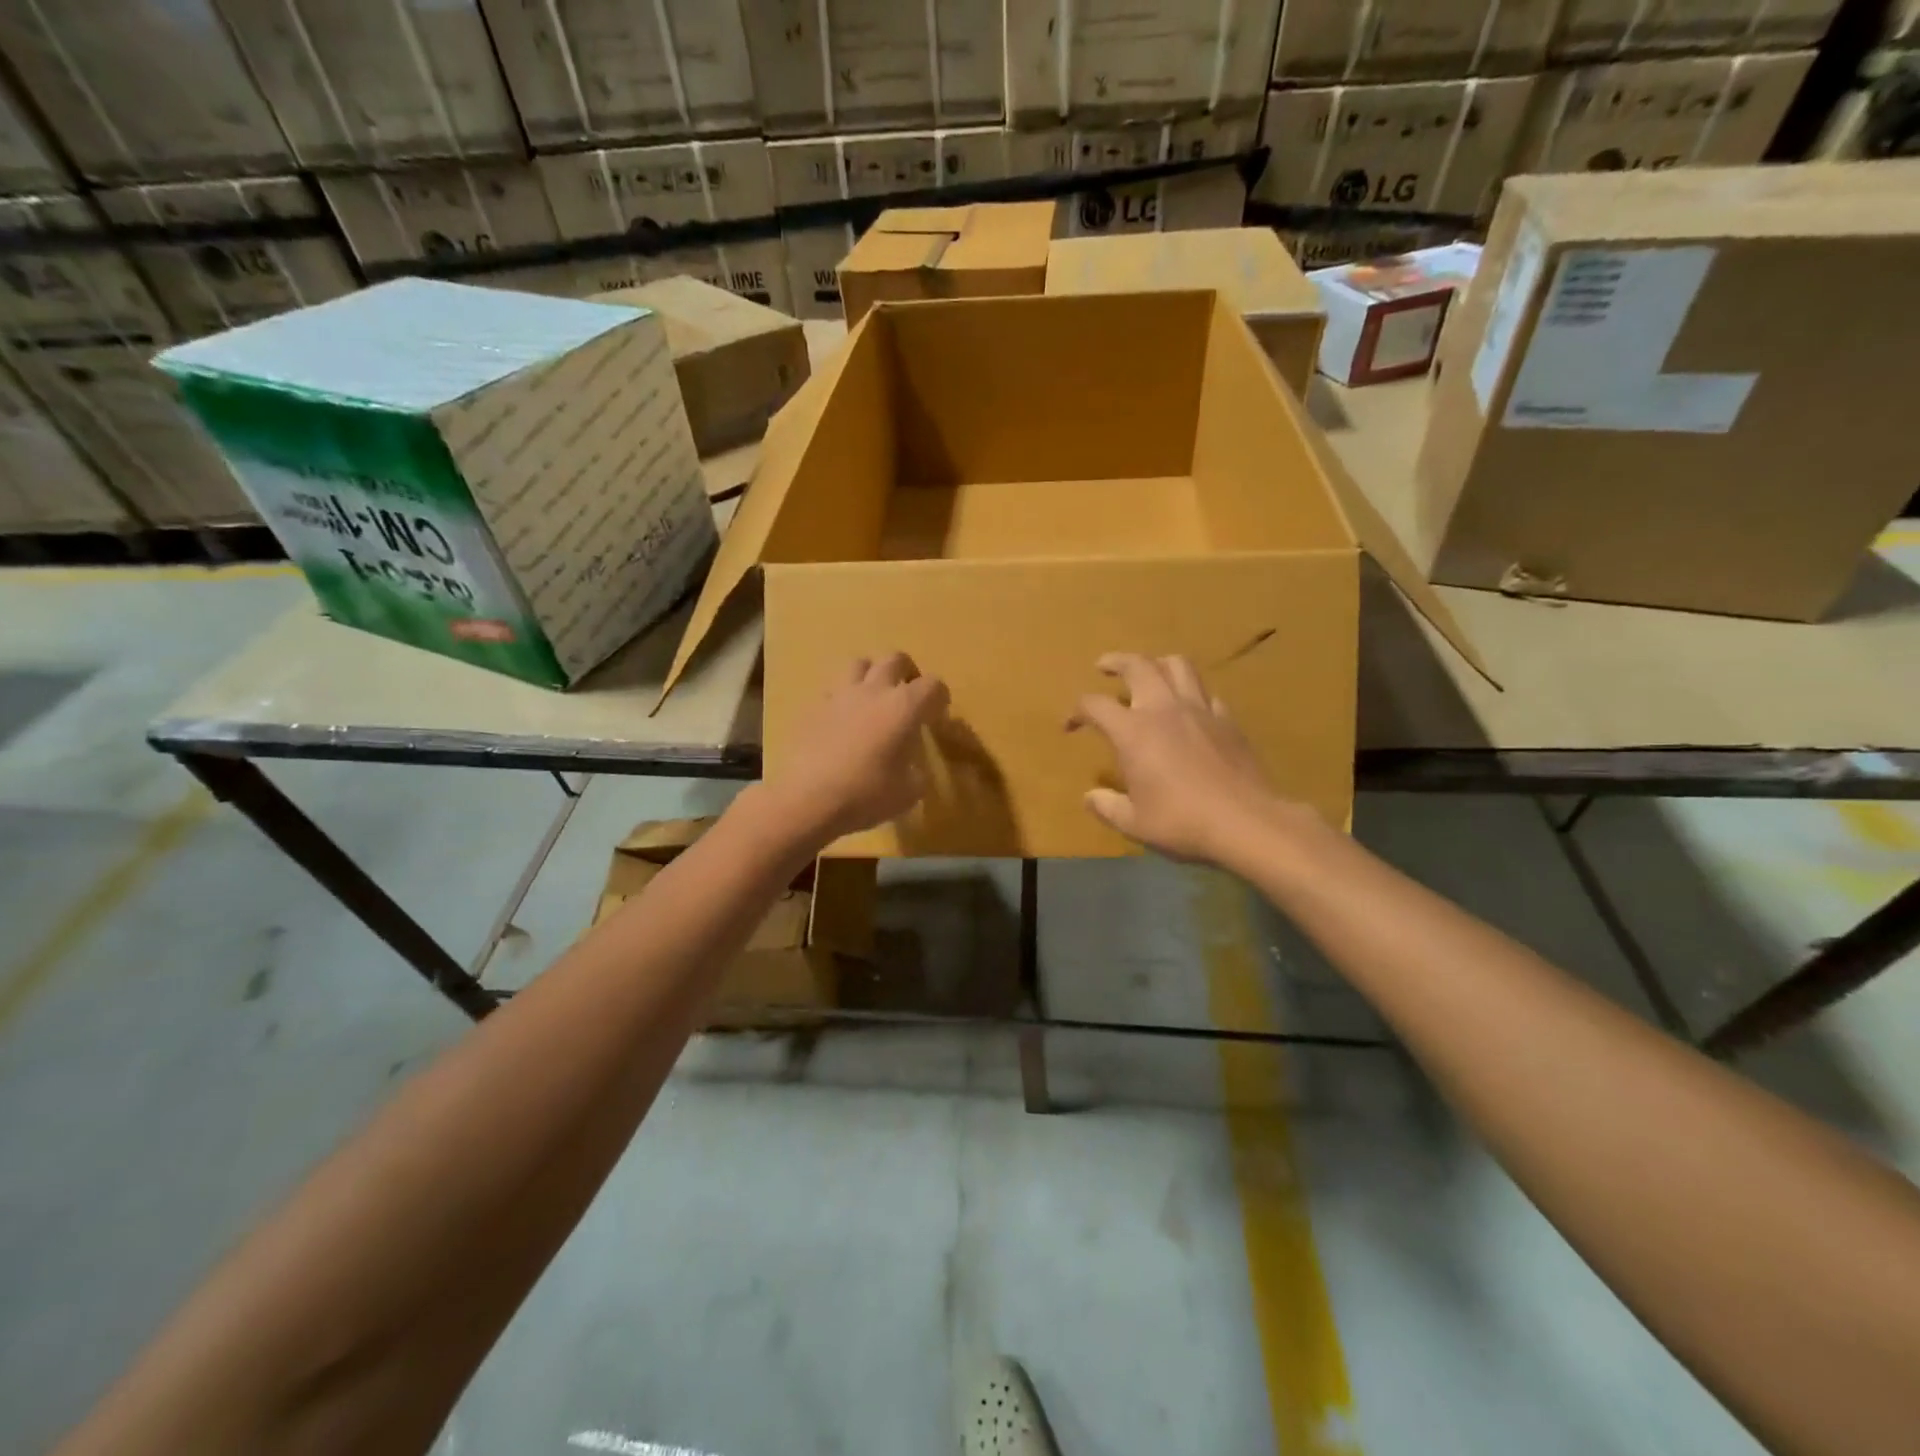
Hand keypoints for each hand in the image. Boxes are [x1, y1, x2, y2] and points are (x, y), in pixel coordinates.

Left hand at [760, 654, 949, 846]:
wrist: (808, 800)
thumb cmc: (866, 795)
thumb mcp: (908, 792)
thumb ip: (917, 772)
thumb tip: (912, 767)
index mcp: (904, 707)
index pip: (933, 685)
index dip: (940, 698)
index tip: (937, 715)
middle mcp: (873, 691)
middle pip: (895, 659)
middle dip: (907, 672)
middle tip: (908, 696)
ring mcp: (840, 695)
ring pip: (859, 663)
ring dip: (872, 675)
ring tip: (873, 697)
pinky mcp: (813, 708)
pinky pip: (833, 690)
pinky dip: (843, 698)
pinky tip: (843, 720)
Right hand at [1068, 653, 1282, 864]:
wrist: (1245, 822)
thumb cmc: (1181, 822)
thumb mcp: (1134, 823)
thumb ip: (1107, 806)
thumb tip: (1090, 797)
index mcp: (1133, 731)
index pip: (1095, 705)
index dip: (1076, 712)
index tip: (1069, 726)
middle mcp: (1164, 709)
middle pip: (1138, 666)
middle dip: (1116, 661)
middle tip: (1104, 666)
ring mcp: (1200, 711)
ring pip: (1177, 666)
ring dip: (1157, 663)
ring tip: (1149, 673)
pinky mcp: (1228, 721)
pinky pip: (1206, 694)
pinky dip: (1191, 693)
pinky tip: (1189, 709)